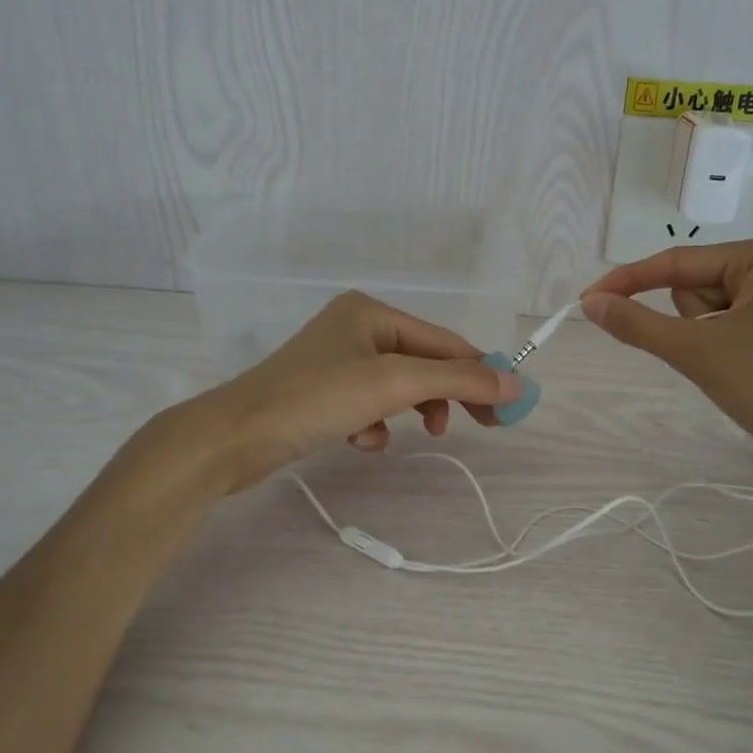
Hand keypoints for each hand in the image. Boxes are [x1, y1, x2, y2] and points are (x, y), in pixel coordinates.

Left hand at [191, 292, 520, 490]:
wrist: (235, 436)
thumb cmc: (317, 398)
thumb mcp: (395, 384)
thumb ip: (459, 380)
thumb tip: (517, 383)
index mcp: (372, 312)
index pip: (444, 342)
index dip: (481, 373)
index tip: (508, 409)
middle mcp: (355, 327)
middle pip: (423, 364)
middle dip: (445, 396)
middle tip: (479, 427)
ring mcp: (335, 360)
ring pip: (396, 388)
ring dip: (408, 412)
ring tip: (411, 435)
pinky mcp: (320, 393)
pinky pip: (368, 405)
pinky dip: (374, 425)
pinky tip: (361, 440)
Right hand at [580, 236, 752, 485]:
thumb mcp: (698, 351)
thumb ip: (638, 324)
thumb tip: (591, 304)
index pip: (678, 262)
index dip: (628, 281)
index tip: (587, 301)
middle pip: (695, 285)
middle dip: (691, 323)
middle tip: (717, 355)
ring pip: (710, 308)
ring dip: (706, 338)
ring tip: (736, 366)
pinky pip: (732, 322)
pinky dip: (723, 345)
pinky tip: (746, 369)